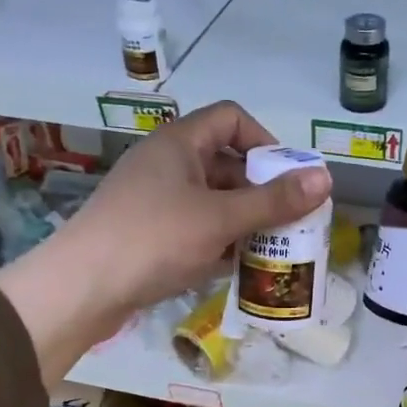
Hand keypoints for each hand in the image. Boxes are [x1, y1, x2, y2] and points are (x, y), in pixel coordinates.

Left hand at [0, 103, 330, 380]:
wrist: (81, 288)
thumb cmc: (153, 240)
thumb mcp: (220, 219)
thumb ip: (273, 201)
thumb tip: (325, 179)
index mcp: (179, 143)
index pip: (231, 118)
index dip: (266, 141)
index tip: (289, 178)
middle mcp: (165, 163)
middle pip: (225, 163)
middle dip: (260, 190)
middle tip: (289, 221)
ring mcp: (153, 200)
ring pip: (210, 200)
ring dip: (242, 221)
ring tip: (270, 249)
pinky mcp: (146, 234)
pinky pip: (193, 228)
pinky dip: (217, 242)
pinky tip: (235, 267)